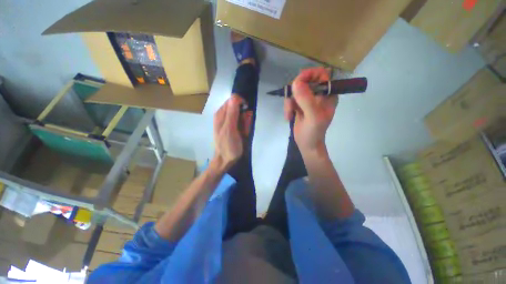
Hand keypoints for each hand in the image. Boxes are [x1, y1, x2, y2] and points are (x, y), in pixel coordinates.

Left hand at [212, 96, 251, 172]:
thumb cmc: (228, 146)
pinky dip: (245, 126)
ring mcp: (229, 121)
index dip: (242, 104)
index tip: (246, 114)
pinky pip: (242, 121)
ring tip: (243, 132)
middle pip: (239, 107)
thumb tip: (235, 96)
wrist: (225, 159)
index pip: (233, 100)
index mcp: (221, 113)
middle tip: (244, 127)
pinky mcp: (233, 126)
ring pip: (242, 115)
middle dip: (245, 116)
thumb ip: (232, 113)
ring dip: (246, 122)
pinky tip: (243, 134)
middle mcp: (224, 115)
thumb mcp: (230, 129)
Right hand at [284, 67, 336, 153]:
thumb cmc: (314, 132)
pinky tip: (289, 117)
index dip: (309, 74)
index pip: (321, 74)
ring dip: (289, 102)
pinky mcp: (299, 105)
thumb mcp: (313, 117)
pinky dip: (287, 107)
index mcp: (327, 94)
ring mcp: (307, 100)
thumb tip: (296, 83)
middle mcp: (318, 94)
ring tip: (290, 114)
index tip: (298, 83)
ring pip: (295, 91)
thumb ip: (306, 100)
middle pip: (304, 81)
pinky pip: (290, 99)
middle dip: (295, 92)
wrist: (307, 144)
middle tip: (291, 102)